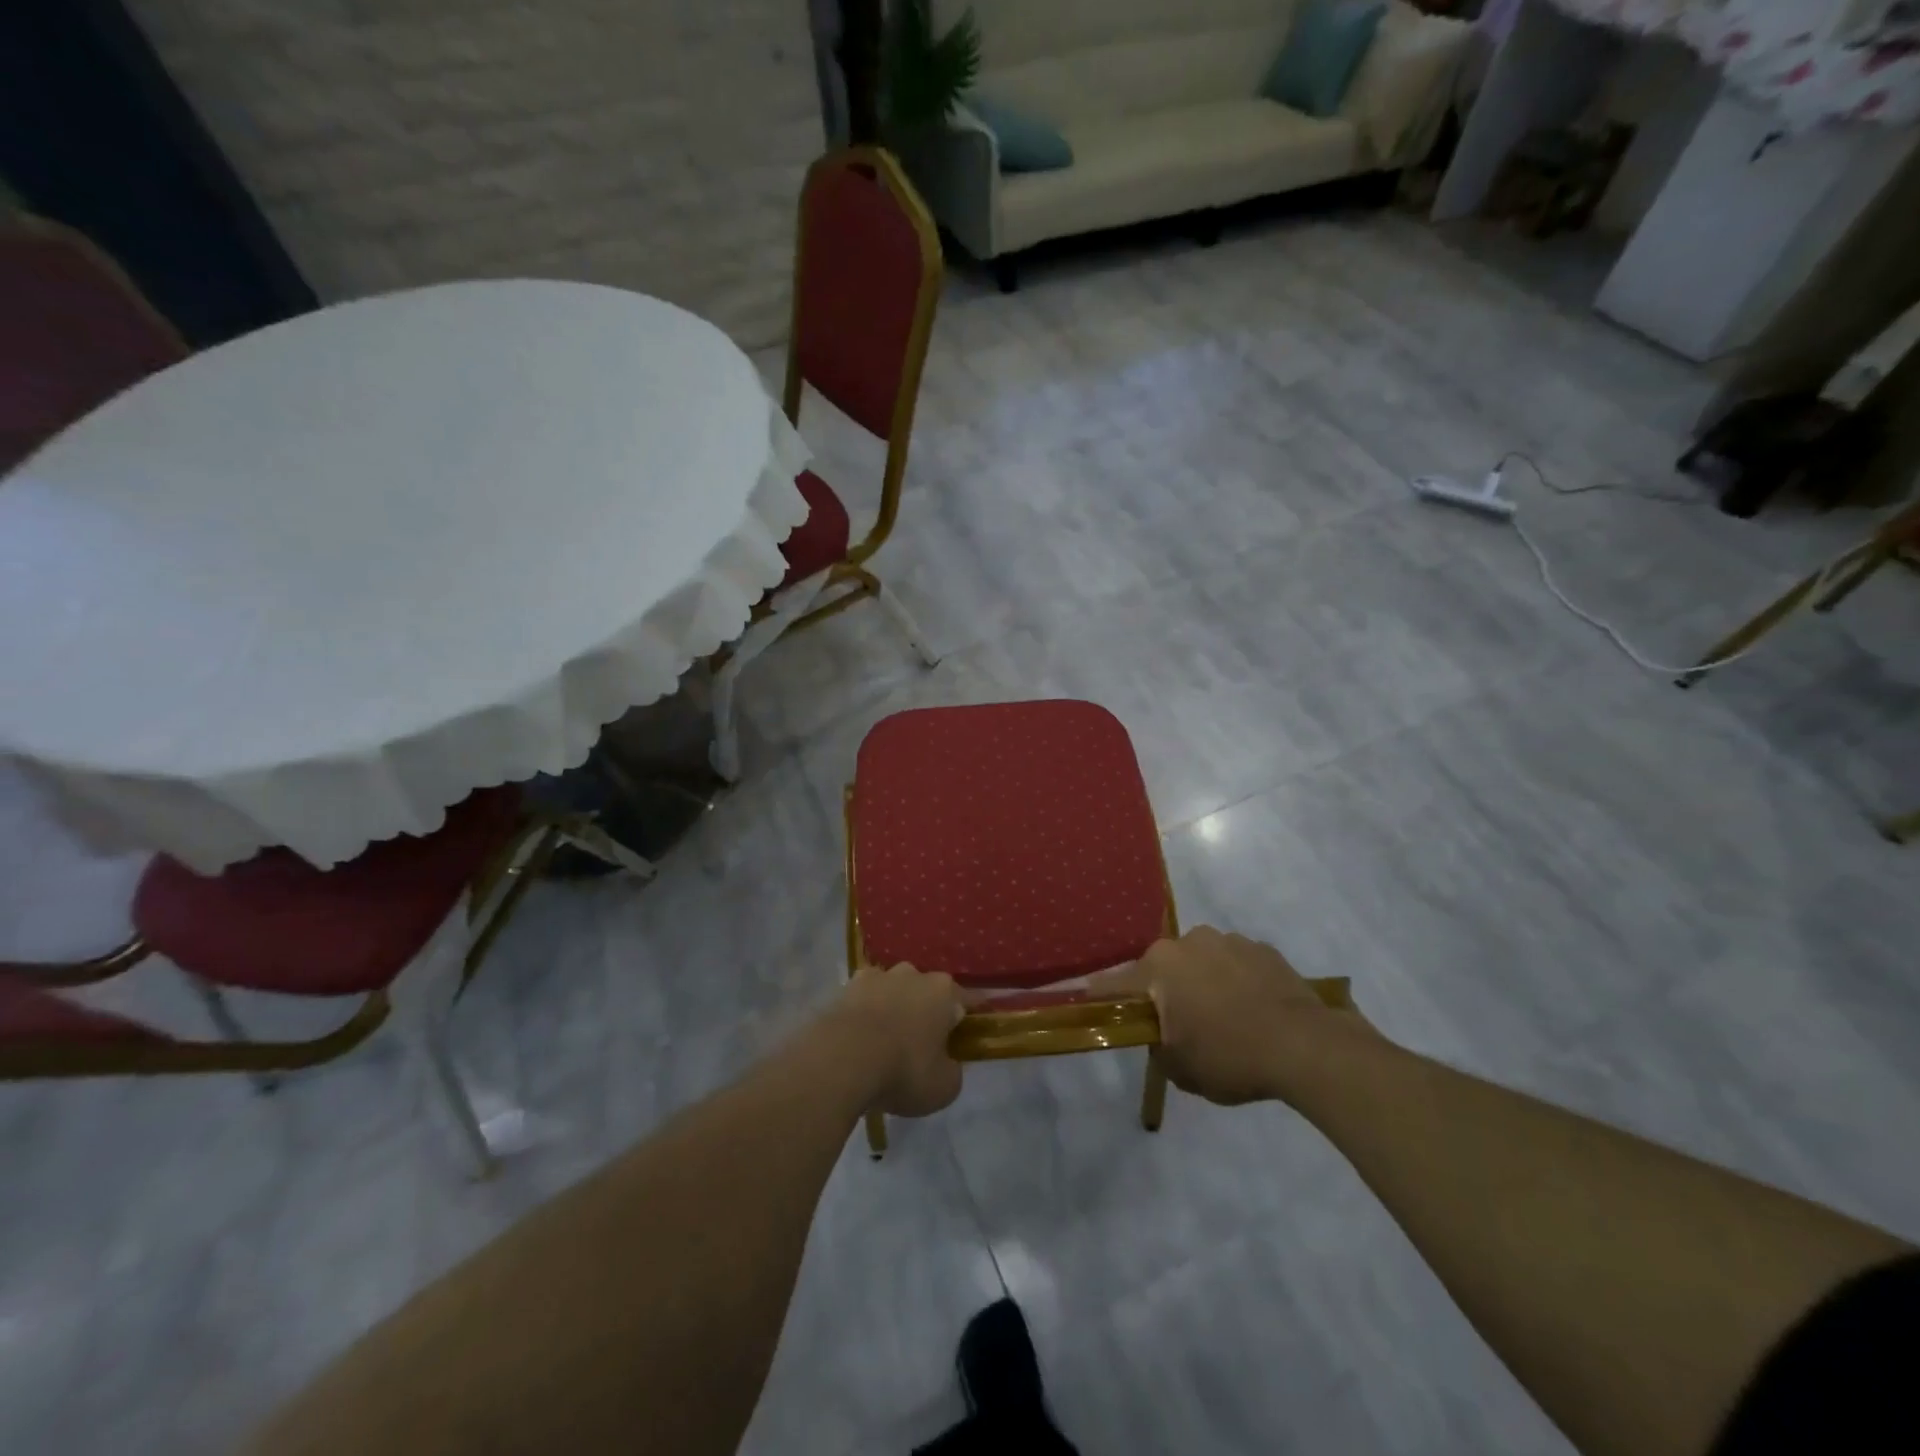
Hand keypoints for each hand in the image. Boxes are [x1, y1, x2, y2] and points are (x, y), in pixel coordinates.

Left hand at [831, 963, 965, 1117]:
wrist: (841, 1060)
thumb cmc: (903, 1070)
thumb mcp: (944, 1087)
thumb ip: (952, 1070)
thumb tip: (947, 1063)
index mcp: (943, 992)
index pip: (967, 1000)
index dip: (969, 1015)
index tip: (969, 1029)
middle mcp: (912, 974)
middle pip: (926, 991)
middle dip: (926, 1011)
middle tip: (922, 1043)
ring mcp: (876, 976)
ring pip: (892, 991)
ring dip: (893, 1009)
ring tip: (885, 1041)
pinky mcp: (845, 988)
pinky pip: (863, 1000)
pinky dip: (864, 1014)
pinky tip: (858, 1039)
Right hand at [1096, 926, 1371, 1105]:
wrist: (1307, 1047)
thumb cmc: (1231, 1056)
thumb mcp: (1180, 1069)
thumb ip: (1158, 1047)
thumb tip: (1161, 1036)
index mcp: (1159, 966)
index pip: (1115, 984)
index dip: (1103, 999)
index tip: (1094, 1007)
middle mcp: (1188, 941)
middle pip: (1163, 969)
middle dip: (1165, 992)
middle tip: (1179, 1027)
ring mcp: (1229, 940)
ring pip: (1201, 962)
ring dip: (1203, 983)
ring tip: (1224, 1019)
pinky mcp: (1263, 948)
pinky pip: (1236, 964)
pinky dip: (1236, 982)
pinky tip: (1252, 1011)